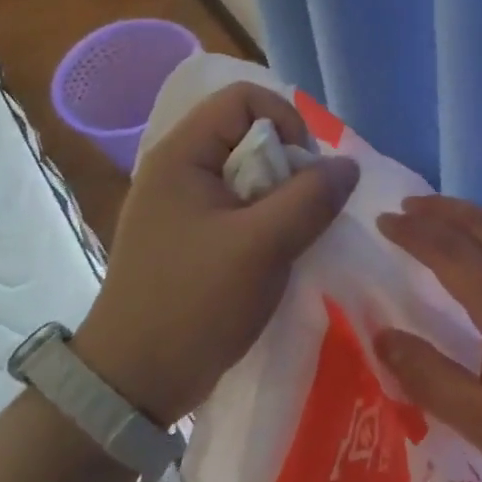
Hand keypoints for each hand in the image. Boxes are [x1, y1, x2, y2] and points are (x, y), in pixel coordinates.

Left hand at [74, 82, 359, 425]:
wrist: (133, 382)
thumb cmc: (194, 304)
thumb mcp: (262, 247)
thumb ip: (311, 198)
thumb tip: (348, 165)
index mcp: (182, 155)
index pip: (244, 98)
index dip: (285, 122)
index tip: (304, 171)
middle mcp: (179, 168)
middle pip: (249, 133)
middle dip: (288, 165)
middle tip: (302, 211)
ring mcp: (182, 203)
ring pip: (250, 172)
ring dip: (281, 196)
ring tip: (292, 235)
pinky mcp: (191, 234)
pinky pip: (240, 204)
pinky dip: (267, 218)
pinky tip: (277, 251)